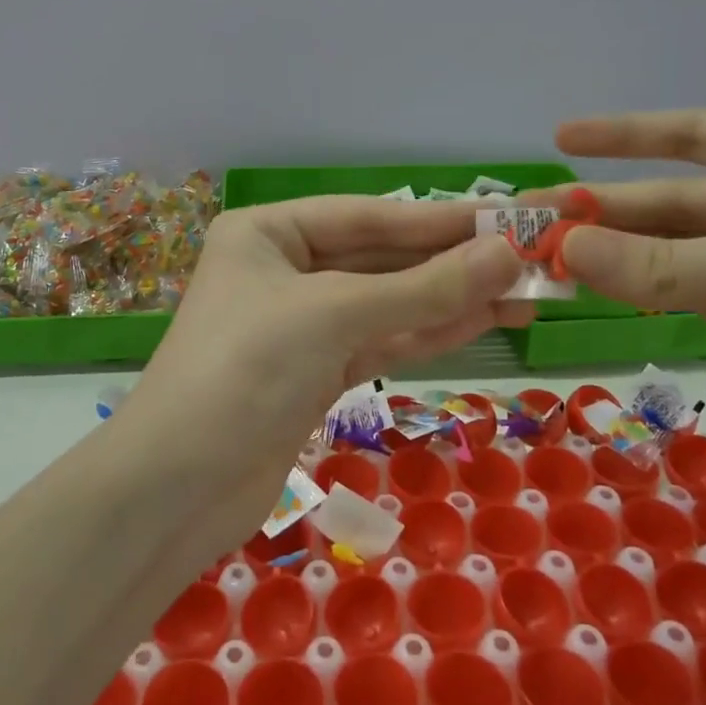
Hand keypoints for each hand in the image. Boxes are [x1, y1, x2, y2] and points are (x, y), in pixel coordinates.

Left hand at [123, 197, 531, 546]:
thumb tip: (507, 256)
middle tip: (527, 260)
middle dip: (450, 262)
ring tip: (522, 294)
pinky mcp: (314, 372)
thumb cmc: (245, 371)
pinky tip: (481, 321)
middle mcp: (282, 269)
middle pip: (380, 258)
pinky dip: (427, 333)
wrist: (178, 488)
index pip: (368, 216)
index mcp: (268, 232)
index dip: (439, 219)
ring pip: (386, 303)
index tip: (506, 219)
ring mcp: (300, 324)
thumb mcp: (334, 316)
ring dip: (449, 300)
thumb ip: (422, 289)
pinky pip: (380, 341)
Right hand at [542, 110, 705, 509]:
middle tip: (533, 221)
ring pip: (675, 254)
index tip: (561, 139)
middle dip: (606, 210)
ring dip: (617, 257)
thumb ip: (667, 264)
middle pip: (676, 202)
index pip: (700, 135)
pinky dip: (643, 295)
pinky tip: (599, 293)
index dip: (627, 134)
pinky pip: (687, 297)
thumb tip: (564, 253)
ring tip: (550, 261)